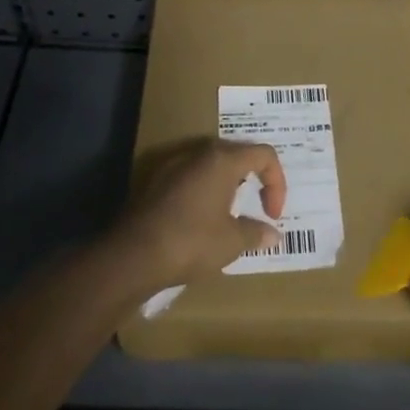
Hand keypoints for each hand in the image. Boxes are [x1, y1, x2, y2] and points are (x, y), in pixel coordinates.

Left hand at [110, 138, 288, 288]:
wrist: (132, 255)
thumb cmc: (191, 242)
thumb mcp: (232, 241)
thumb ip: (256, 232)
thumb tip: (273, 233)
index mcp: (222, 160)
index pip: (264, 155)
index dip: (277, 183)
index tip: (272, 214)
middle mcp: (197, 153)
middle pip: (236, 154)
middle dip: (253, 179)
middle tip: (256, 207)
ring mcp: (171, 165)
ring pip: (209, 166)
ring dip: (226, 186)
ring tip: (229, 215)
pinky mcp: (153, 182)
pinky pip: (189, 178)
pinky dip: (203, 192)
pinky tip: (200, 220)